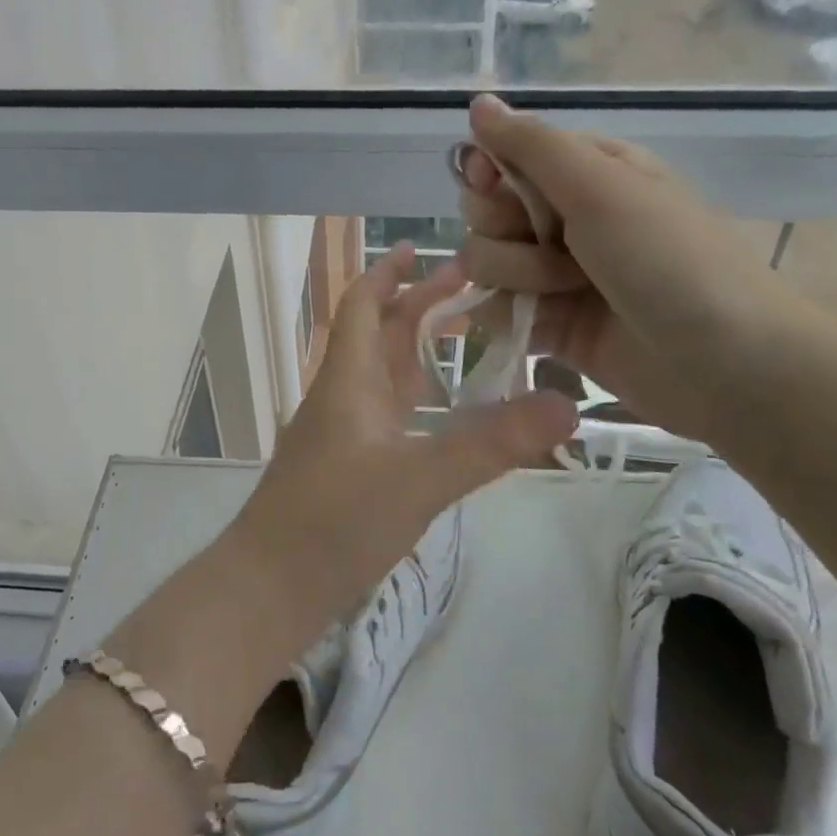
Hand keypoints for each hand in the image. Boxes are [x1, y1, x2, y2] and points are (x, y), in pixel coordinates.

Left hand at [228, 245, 576, 635]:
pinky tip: (448, 415)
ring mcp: (343, 434)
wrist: (270, 588)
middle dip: (419, 305)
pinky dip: (419, 400)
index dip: (389, 272)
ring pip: (385, 376)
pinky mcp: (348, 469)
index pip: (363, 305)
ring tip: (471, 339)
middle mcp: (343, 396)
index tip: (422, 247)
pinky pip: (390, 416)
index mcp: (349, 379)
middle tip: (473, 287)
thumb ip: (491, 444)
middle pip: (380, 334)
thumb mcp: (419, 479)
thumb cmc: (334, 521)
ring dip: (420, 350)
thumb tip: (566, 405)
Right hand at [456, 95, 801, 442]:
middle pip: (482, 211)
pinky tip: (542, 323)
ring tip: (568, 292)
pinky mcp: (547, 324)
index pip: (500, 158)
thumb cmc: (670, 259)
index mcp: (582, 171)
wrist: (724, 364)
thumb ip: (532, 146)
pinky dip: (507, 316)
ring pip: (482, 262)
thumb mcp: (603, 186)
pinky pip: (492, 309)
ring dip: (517, 277)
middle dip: (505, 230)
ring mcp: (552, 274)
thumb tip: (477, 100)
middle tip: (554, 245)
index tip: (492, 186)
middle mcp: (562, 218)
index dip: (486, 173)